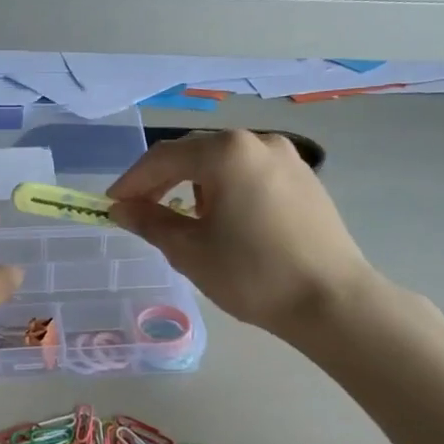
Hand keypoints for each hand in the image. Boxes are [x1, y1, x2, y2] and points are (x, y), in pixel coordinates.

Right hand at [107, 129, 380, 338]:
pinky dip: (226, 190)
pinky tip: (225, 221)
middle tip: (141, 212)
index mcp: (227, 153)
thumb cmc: (252, 274)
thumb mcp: (190, 250)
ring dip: (195, 185)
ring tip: (186, 221)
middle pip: (195, 154)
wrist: (331, 301)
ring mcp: (287, 158)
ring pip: (224, 163)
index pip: (164, 158)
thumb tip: (121, 209)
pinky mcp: (304, 179)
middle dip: (163, 181)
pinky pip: (251, 174)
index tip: (112, 206)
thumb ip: (150, 222)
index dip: (132, 181)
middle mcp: (258, 142)